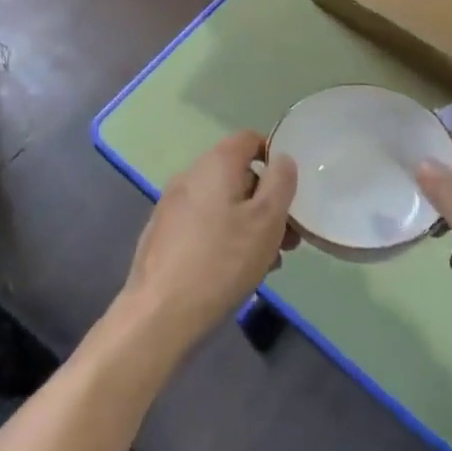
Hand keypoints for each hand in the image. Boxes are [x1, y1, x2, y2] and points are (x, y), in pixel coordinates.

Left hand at [120, 131, 298, 353]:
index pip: (249, 138)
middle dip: (266, 201)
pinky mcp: (163, 233)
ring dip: (248, 223)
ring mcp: (172, 205)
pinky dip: (225, 236)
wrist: (161, 312)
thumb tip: (282, 159)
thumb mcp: (267, 221)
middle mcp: (190, 175)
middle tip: (288, 237)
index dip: (274, 156)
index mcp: (215, 164)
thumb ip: (281, 183)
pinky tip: (236, 270)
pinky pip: (204, 223)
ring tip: (268, 260)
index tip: (291, 189)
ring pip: (222, 203)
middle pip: (237, 174)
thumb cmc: (222, 260)